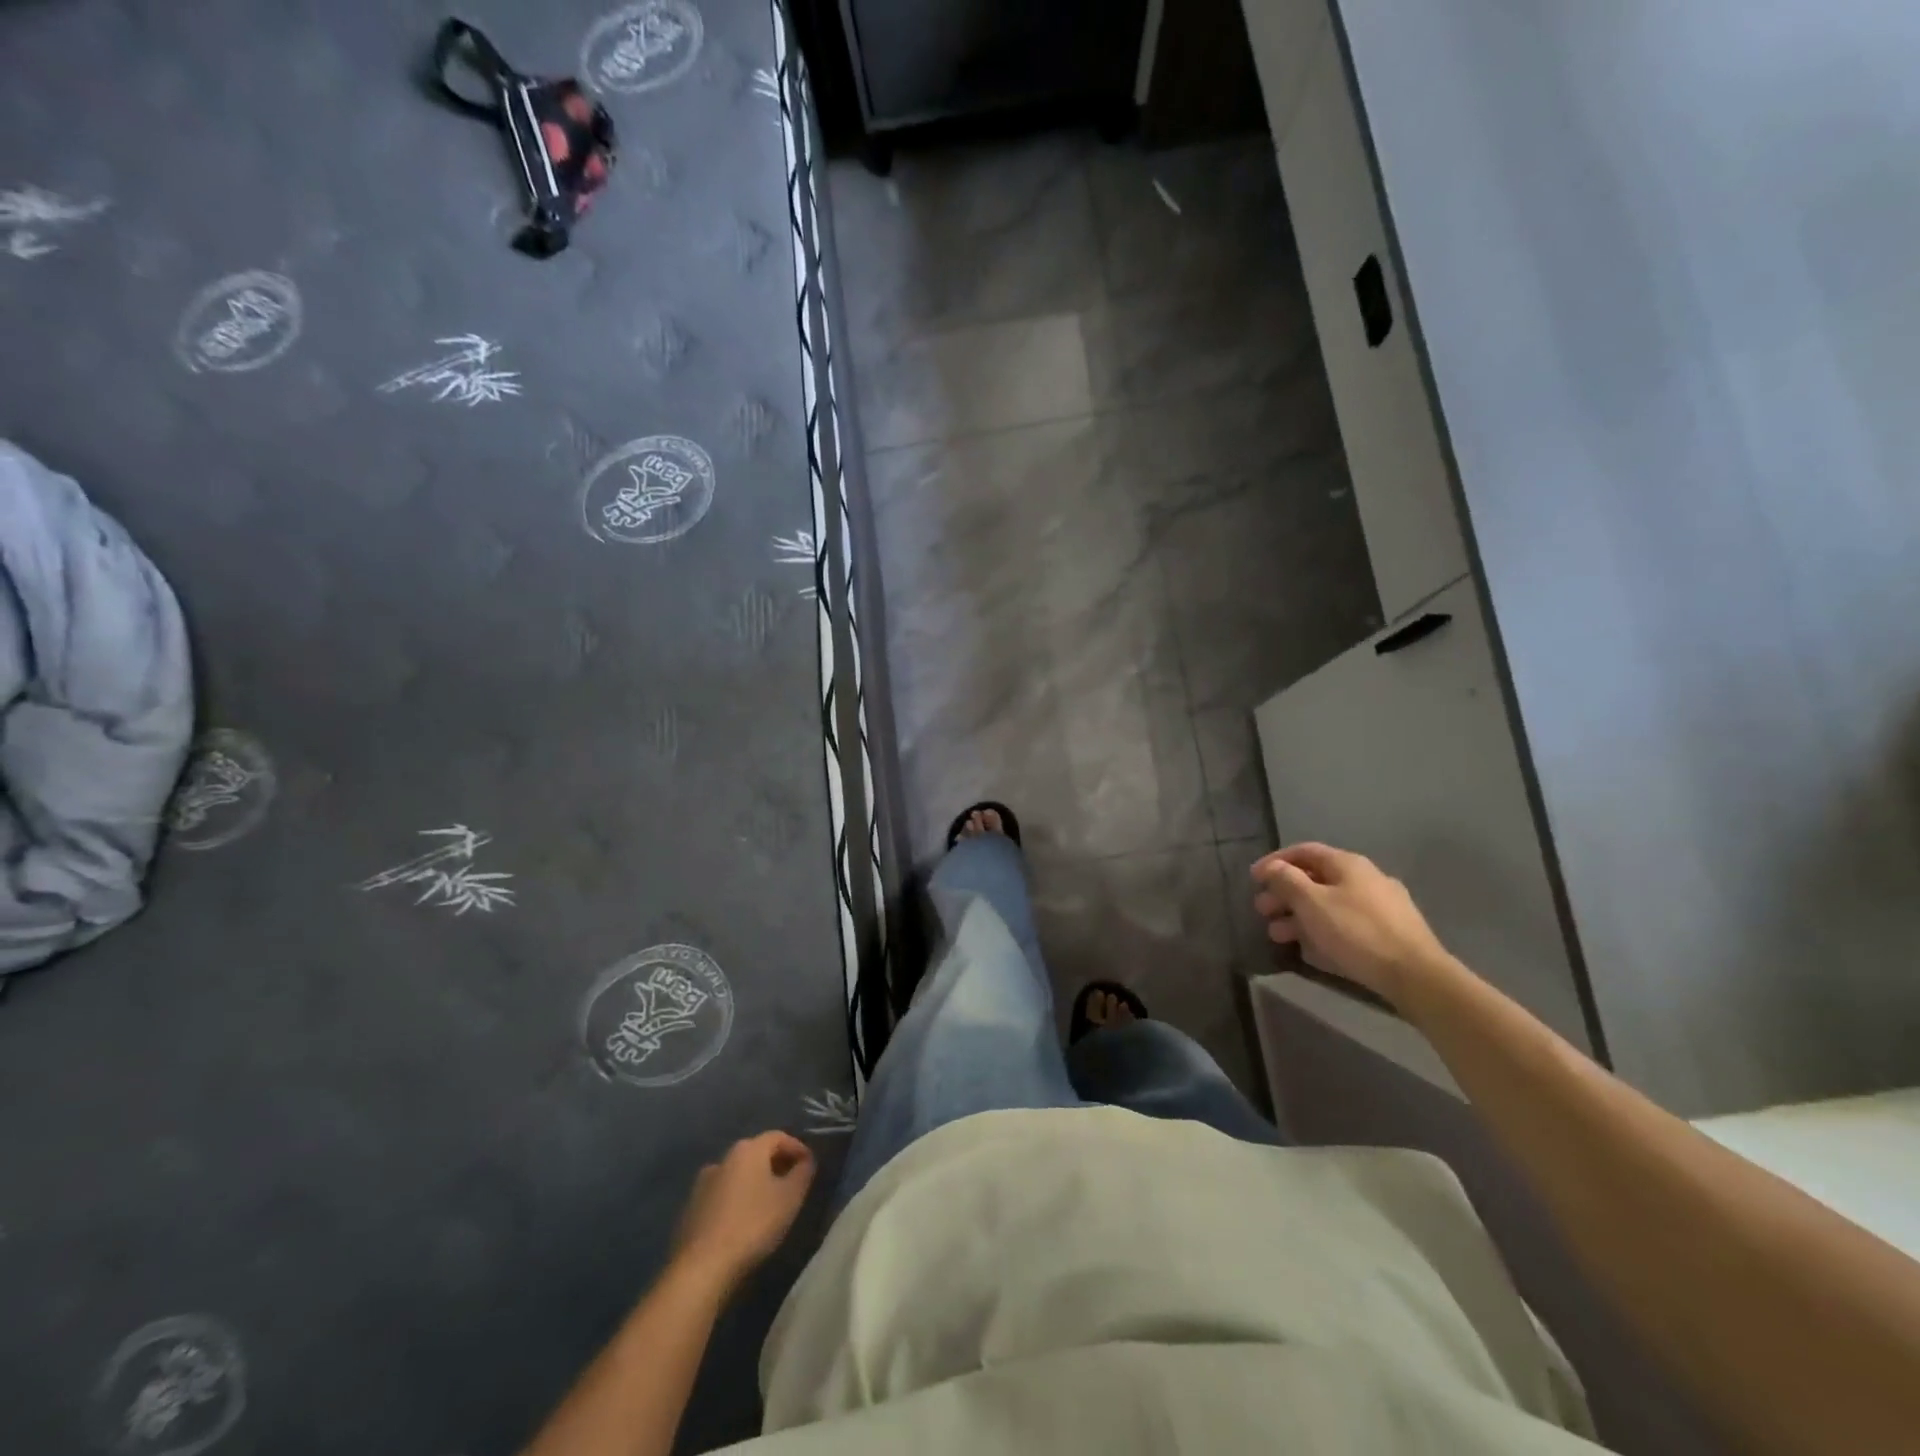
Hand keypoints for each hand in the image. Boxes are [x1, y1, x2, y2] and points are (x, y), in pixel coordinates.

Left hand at [672, 1132, 815, 1294]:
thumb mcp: (790, 1198)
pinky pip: (722, 1194)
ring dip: (755, 1182)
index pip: (779, 1137)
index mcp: (748, 1149)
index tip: (809, 1165)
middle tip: (791, 1183)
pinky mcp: (691, 1208)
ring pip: (737, 1174)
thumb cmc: (753, 1224)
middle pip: (756, 1153)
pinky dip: (736, 1199)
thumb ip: (803, 1172)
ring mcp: (703, 1183)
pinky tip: (743, 1220)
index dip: (797, 1148)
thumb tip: (806, 1160)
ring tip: (768, 1203)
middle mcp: (723, 1158)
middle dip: (776, 1164)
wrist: (702, 1267)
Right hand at [1251, 843, 1455, 1003]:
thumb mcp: (1312, 902)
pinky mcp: (1388, 934)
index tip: (1253, 878)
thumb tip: (1272, 867)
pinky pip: (1345, 925)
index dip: (1276, 862)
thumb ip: (1287, 880)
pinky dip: (1322, 931)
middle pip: (1316, 880)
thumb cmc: (1356, 931)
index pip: (1305, 851)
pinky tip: (1310, 950)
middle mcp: (1366, 879)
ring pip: (1329, 905)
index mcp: (1348, 864)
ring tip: (1278, 936)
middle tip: (1262, 911)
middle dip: (1284, 894)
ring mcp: (1380, 907)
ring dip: (1298, 917)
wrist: (1415, 975)